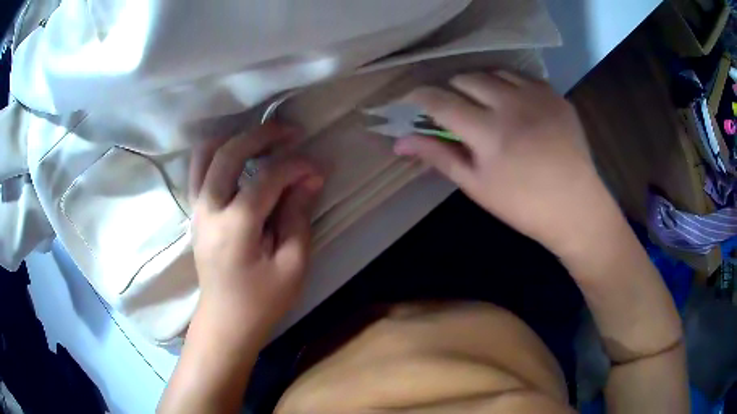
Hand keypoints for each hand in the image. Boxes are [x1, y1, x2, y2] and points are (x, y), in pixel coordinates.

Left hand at [188, 124, 323, 343]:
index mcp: (236, 226)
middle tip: (290, 132)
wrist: (225, 321)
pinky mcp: (195, 212)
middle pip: (229, 152)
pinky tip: (240, 158)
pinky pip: (199, 169)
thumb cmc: (262, 300)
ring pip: (205, 154)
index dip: (296, 166)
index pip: (267, 178)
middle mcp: (209, 209)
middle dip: (261, 135)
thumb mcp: (292, 265)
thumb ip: (298, 216)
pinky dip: (219, 153)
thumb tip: (310, 177)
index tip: (317, 167)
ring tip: (261, 140)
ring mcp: (196, 208)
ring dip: (234, 138)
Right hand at [394, 71, 609, 254]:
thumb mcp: (476, 186)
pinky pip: (522, 77)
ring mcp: (536, 96)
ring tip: (484, 103)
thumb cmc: (522, 205)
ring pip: (493, 72)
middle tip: (455, 109)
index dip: (419, 97)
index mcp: (488, 133)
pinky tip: (514, 104)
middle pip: (466, 78)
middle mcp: (511, 105)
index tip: (411, 99)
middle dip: (452, 89)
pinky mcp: (555, 95)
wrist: (575, 207)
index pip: (440, 101)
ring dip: (480, 84)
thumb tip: (400, 142)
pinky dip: (509, 85)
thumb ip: (439, 156)